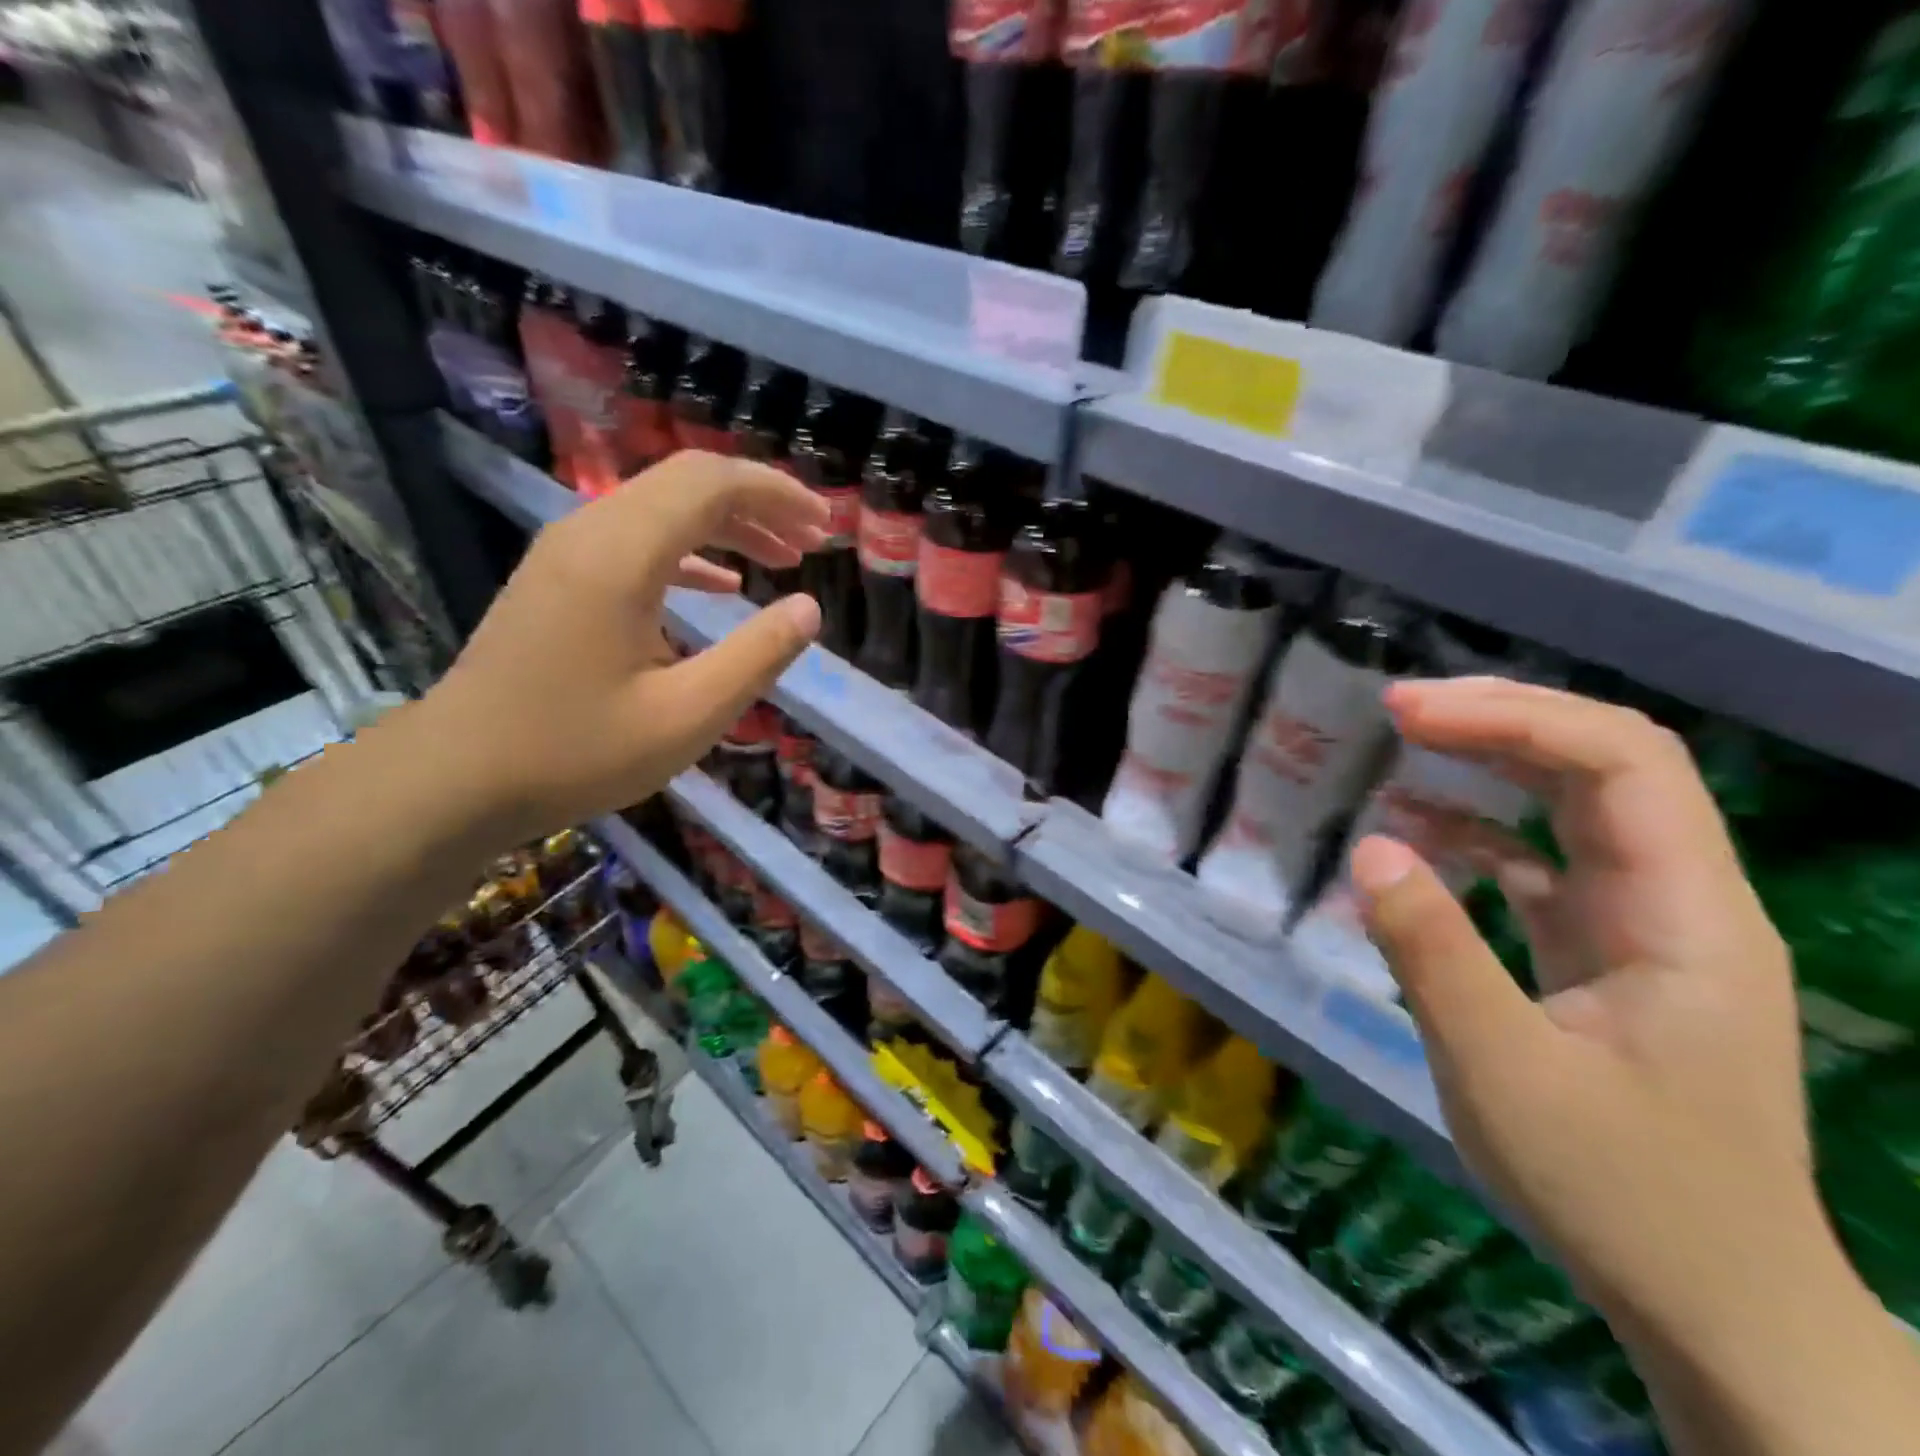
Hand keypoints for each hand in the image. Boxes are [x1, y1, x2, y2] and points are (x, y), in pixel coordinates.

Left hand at [397, 450, 827, 845]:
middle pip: (686, 482)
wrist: (457, 776)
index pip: (711, 483)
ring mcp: (567, 553)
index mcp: (621, 556)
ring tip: (782, 557)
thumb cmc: (577, 751)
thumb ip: (757, 657)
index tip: (824, 525)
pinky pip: (636, 539)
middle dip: (758, 502)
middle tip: (812, 539)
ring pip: (662, 508)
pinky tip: (724, 586)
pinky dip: (690, 551)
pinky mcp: (559, 578)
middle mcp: (590, 533)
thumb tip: (809, 609)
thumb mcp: (687, 716)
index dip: (776, 493)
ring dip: (727, 524)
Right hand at [1348, 679, 1817, 1339]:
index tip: (1411, 714)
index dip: (1515, 718)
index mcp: (1688, 919)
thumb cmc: (1619, 1194)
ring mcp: (1647, 930)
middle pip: (1609, 766)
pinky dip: (1484, 829)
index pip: (1624, 763)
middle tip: (1399, 709)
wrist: (1717, 1309)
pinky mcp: (1608, 957)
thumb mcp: (1502, 1072)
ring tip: (1408, 745)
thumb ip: (1433, 952)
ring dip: (1495, 764)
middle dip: (1503, 721)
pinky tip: (1423, 834)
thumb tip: (1370, 846)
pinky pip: (1549, 861)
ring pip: (1581, 808)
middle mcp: (1683, 904)